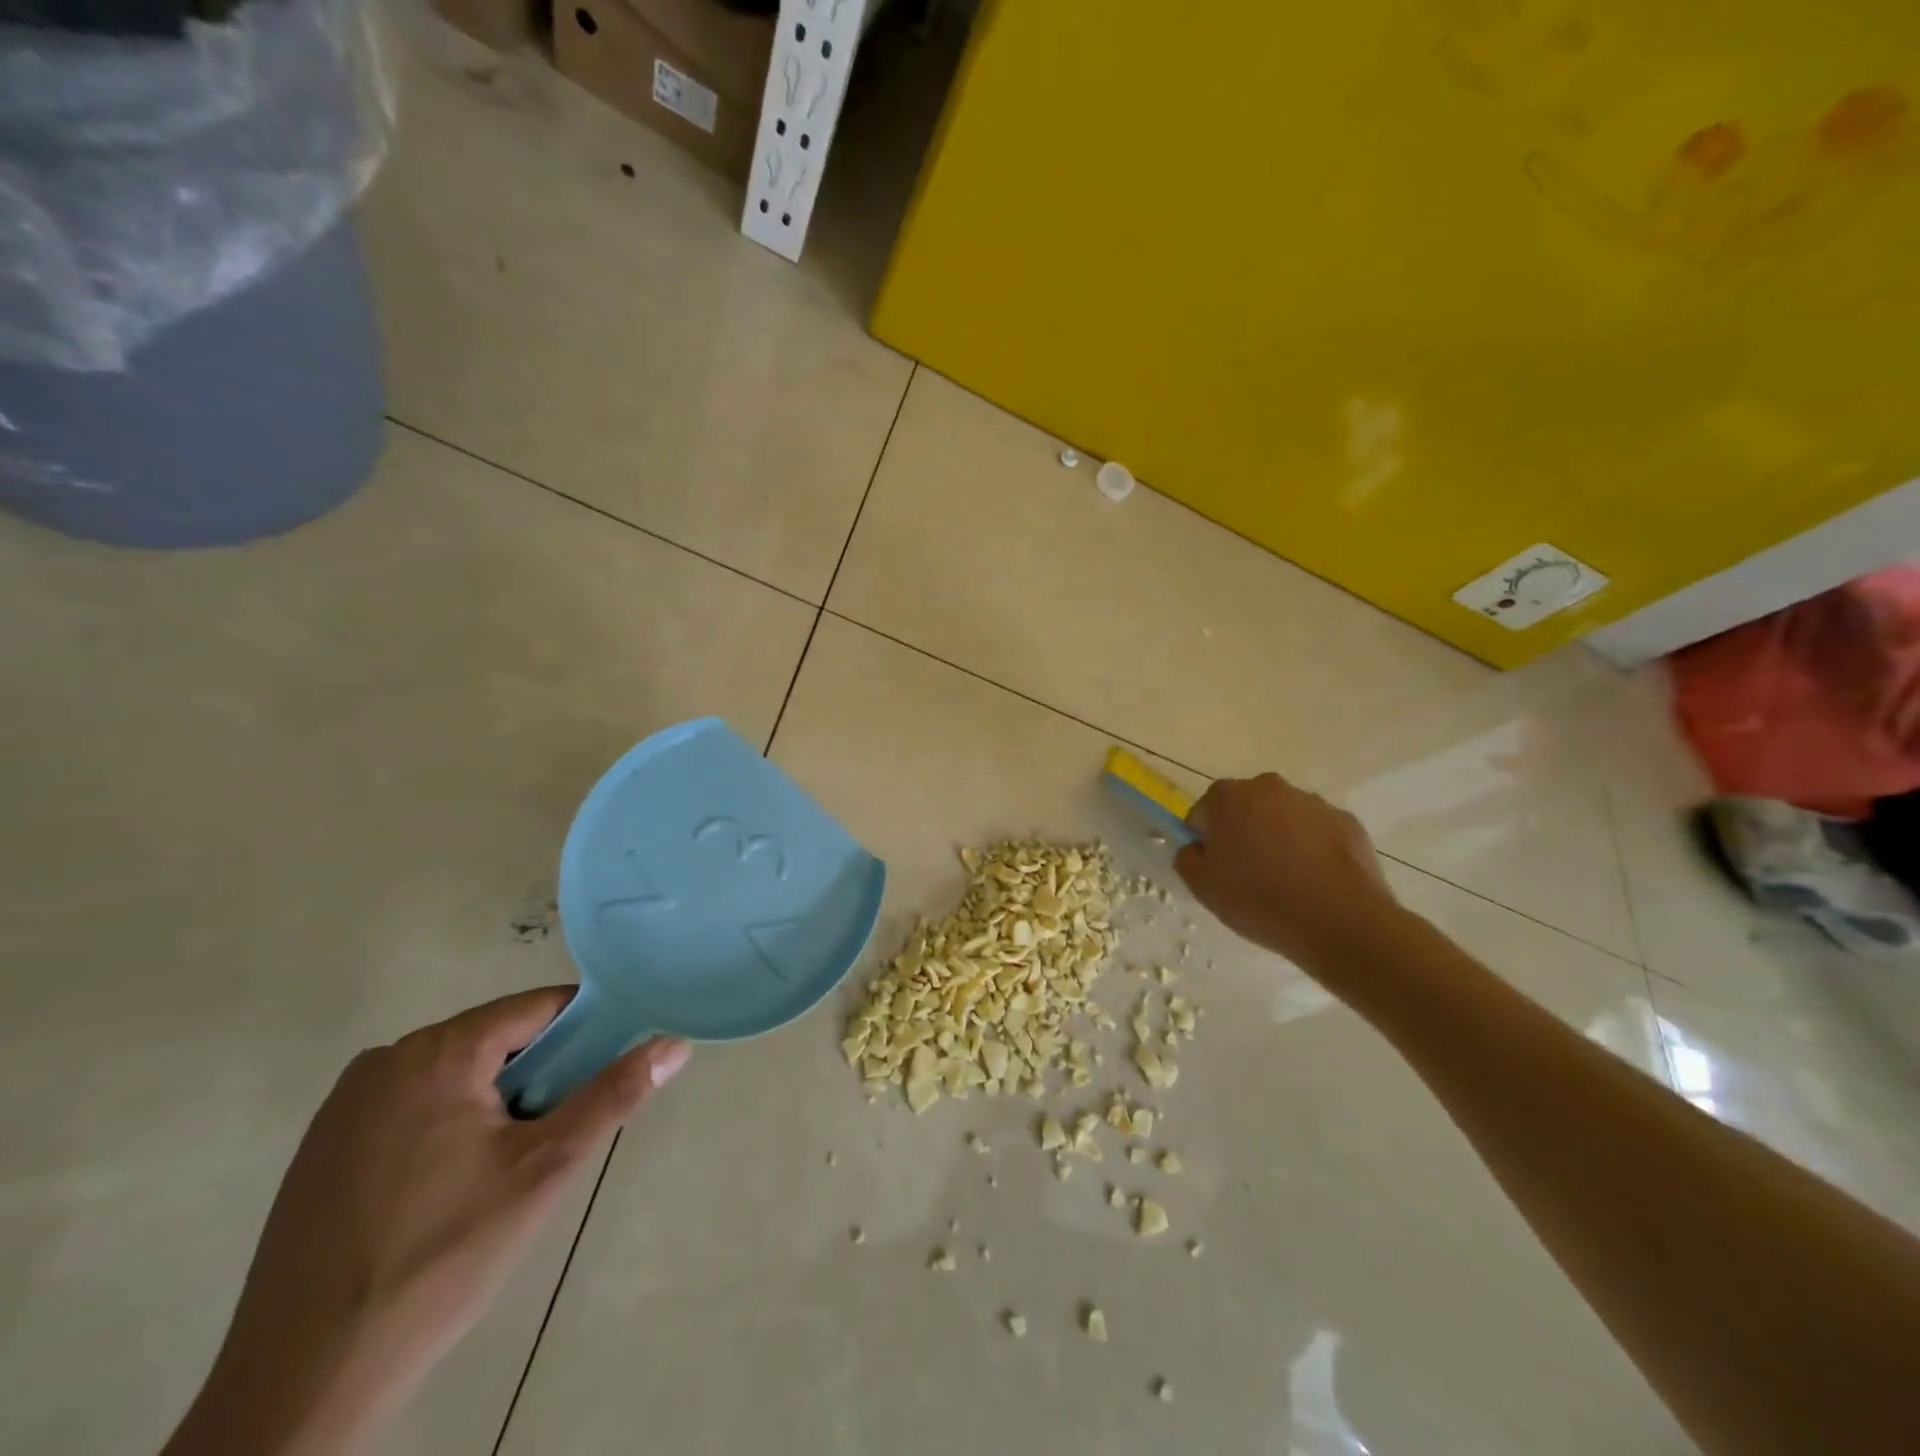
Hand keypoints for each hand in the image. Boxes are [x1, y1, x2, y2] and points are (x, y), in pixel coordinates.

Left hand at [164, 990, 689, 1455]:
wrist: (304, 1379)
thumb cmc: (442, 1257)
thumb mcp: (545, 1169)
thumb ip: (613, 1094)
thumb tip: (675, 1043)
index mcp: (439, 1052)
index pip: (538, 1006)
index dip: (585, 1028)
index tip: (610, 1066)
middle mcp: (386, 1060)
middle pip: (495, 1038)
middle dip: (539, 1072)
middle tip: (556, 1133)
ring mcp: (345, 1104)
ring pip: (455, 1073)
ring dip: (496, 1100)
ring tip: (506, 1167)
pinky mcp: (322, 1147)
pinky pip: (412, 1105)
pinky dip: (448, 1124)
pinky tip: (448, 1188)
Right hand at [1175, 772, 1398, 973]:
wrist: (1340, 921)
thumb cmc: (1259, 899)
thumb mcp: (1202, 887)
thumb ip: (1186, 858)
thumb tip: (1196, 847)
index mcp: (1228, 797)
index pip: (1203, 814)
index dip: (1206, 843)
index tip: (1217, 870)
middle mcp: (1269, 787)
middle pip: (1244, 809)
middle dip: (1242, 834)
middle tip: (1248, 875)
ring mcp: (1312, 802)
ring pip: (1282, 818)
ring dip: (1278, 839)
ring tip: (1286, 882)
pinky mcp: (1346, 820)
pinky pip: (1316, 832)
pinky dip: (1311, 849)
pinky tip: (1315, 881)